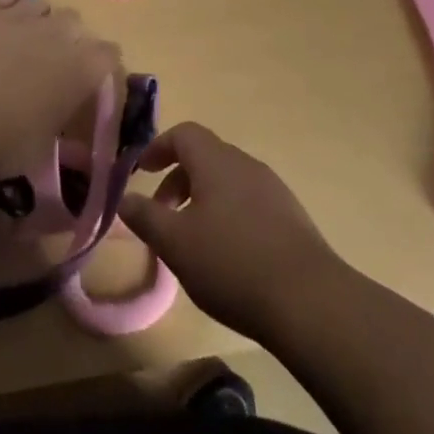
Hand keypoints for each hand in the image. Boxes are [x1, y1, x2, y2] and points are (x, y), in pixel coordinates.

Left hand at [0, 0, 122, 179]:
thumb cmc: (3, 145)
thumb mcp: (44, 149)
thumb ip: (61, 125)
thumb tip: (66, 129)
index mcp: (84, 68)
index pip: (109, 54)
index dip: (100, 68)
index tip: (87, 84)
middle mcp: (60, 32)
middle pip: (76, 23)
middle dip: (68, 40)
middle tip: (49, 67)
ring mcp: (21, 14)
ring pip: (41, 5)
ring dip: (38, 22)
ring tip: (19, 44)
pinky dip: (7, 3)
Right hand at [120, 122, 337, 345]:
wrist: (309, 300)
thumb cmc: (231, 263)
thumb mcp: (175, 243)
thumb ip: (145, 216)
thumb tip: (123, 198)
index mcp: (216, 160)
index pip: (184, 133)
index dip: (158, 148)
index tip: (141, 172)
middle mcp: (245, 164)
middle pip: (205, 156)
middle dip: (178, 179)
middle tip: (162, 214)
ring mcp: (272, 189)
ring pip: (227, 180)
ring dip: (203, 199)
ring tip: (192, 240)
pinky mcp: (291, 216)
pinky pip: (249, 201)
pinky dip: (228, 214)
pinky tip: (228, 255)